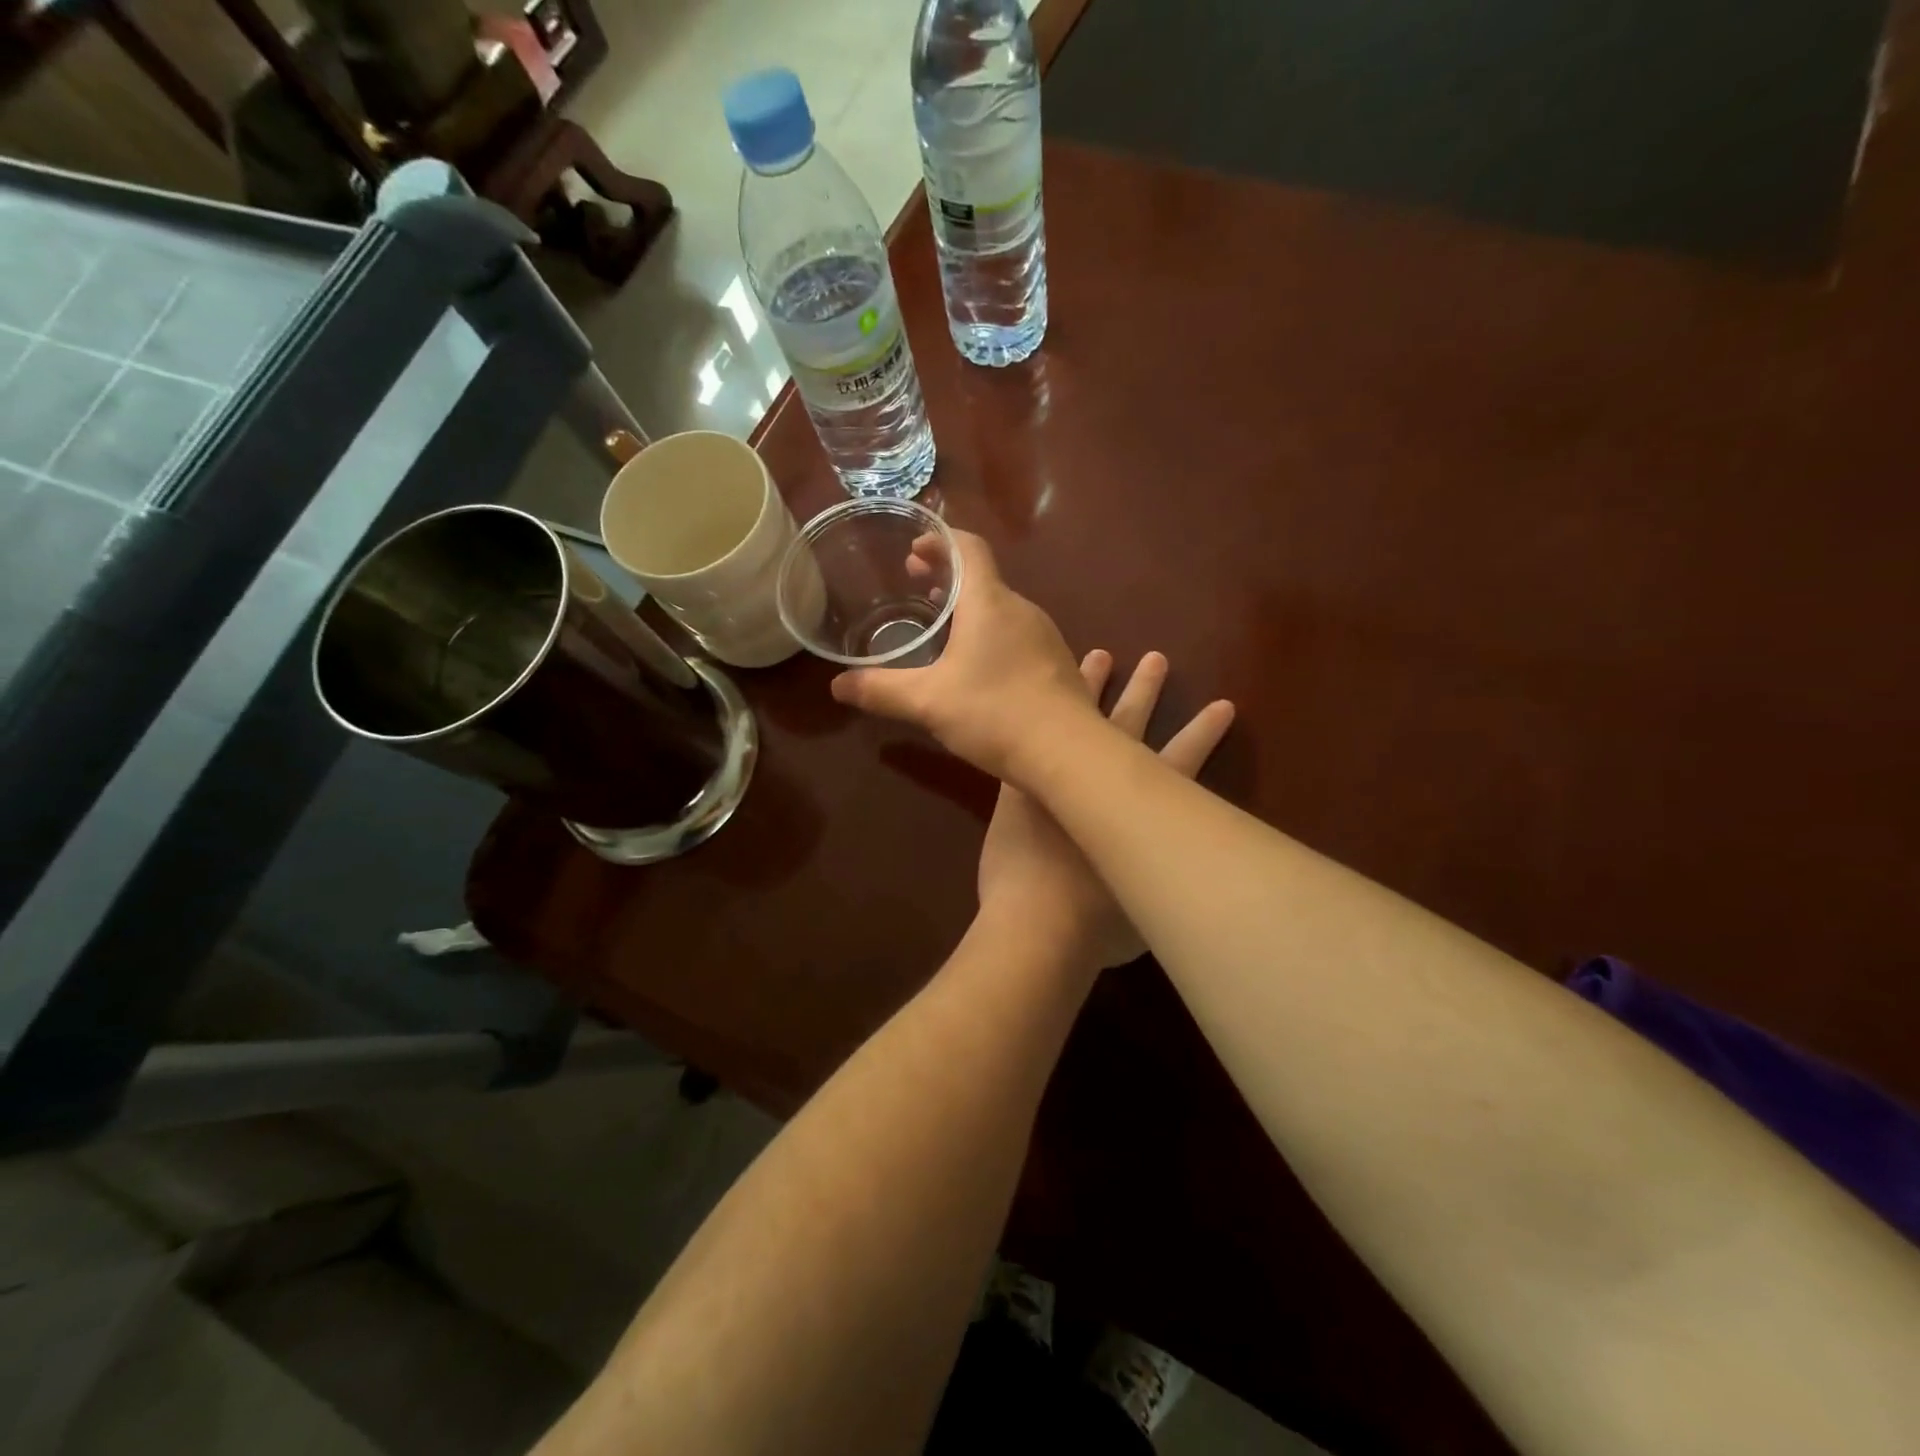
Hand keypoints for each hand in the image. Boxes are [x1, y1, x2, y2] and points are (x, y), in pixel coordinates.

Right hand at [831, 531, 1093, 784]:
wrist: (1069, 753)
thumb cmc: (995, 713)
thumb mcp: (928, 702)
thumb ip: (880, 690)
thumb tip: (836, 685)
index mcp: (990, 603)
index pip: (968, 548)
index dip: (940, 540)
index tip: (914, 549)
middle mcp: (1022, 610)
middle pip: (984, 577)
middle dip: (948, 576)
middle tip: (917, 584)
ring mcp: (1046, 638)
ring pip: (1002, 608)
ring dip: (971, 608)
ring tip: (942, 625)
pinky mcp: (1057, 666)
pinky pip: (1019, 635)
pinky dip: (992, 634)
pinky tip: (979, 666)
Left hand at [976, 649, 1233, 970]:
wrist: (1038, 925)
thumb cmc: (1099, 928)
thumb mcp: (1147, 908)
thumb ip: (1158, 881)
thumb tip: (1169, 879)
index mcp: (1144, 812)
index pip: (1184, 762)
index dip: (1203, 733)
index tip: (1222, 704)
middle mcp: (1104, 785)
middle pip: (1130, 727)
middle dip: (1145, 691)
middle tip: (1155, 658)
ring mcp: (1057, 779)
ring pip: (1076, 723)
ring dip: (1089, 688)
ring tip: (1099, 656)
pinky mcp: (1019, 786)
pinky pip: (1027, 739)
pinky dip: (1032, 719)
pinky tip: (1031, 697)